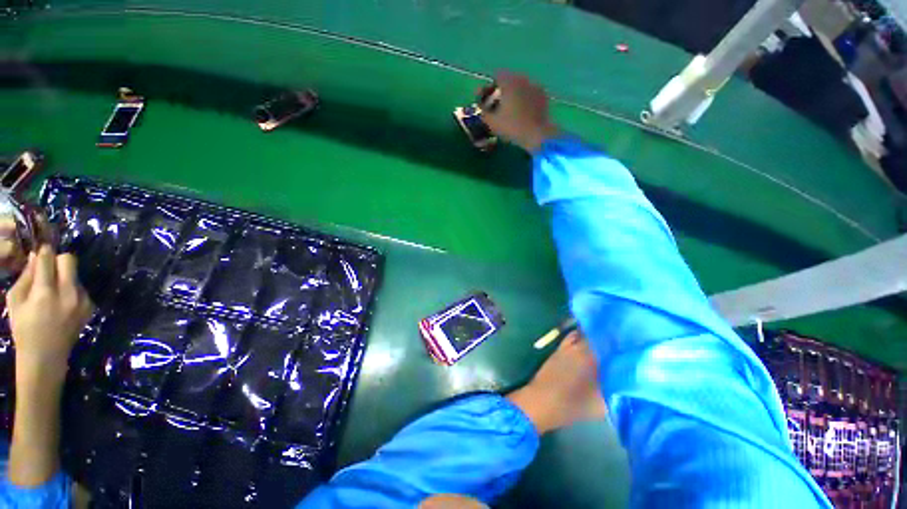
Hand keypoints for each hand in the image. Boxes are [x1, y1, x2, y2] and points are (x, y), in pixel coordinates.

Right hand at [7, 244, 92, 378]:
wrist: (46, 356)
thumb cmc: (24, 328)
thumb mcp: (15, 300)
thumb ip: (26, 277)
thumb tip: (36, 256)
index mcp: (45, 293)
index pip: (48, 259)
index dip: (44, 252)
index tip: (40, 251)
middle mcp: (68, 294)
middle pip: (69, 260)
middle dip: (58, 260)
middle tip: (48, 270)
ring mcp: (82, 300)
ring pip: (75, 274)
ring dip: (64, 277)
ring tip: (53, 292)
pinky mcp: (90, 306)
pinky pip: (80, 288)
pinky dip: (71, 289)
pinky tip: (61, 304)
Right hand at [481, 72, 559, 151]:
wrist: (537, 134)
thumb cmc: (512, 127)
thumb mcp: (491, 122)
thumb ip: (483, 110)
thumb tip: (480, 104)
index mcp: (509, 82)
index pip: (496, 76)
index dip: (489, 87)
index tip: (486, 100)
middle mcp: (522, 79)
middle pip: (509, 80)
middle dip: (501, 91)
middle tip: (497, 106)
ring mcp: (535, 86)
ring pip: (520, 86)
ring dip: (513, 95)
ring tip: (510, 111)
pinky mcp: (543, 96)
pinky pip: (530, 94)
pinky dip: (524, 100)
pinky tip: (522, 113)